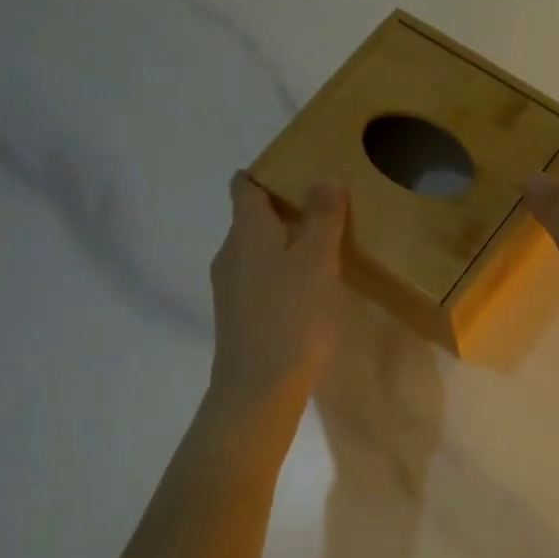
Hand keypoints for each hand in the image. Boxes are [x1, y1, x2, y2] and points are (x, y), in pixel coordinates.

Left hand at [206, 173, 345, 425]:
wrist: (258, 390)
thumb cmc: (290, 318)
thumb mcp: (316, 262)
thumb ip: (322, 218)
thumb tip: (325, 177)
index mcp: (246, 232)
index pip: (245, 187)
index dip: (267, 172)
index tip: (299, 167)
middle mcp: (231, 253)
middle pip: (252, 217)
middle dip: (284, 206)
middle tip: (327, 204)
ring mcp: (232, 287)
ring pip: (258, 249)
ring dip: (286, 240)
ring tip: (325, 244)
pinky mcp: (241, 314)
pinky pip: (262, 276)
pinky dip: (283, 269)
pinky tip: (311, 285)